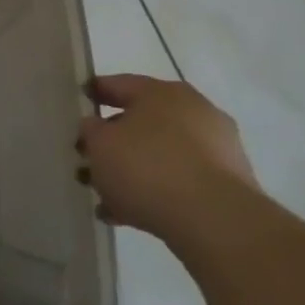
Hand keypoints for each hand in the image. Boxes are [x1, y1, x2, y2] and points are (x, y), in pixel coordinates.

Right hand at [78, 74, 262, 242]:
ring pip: (160, 153)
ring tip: (103, 194)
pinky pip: (178, 181)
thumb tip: (95, 127)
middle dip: (112, 140)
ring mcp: (216, 148)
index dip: (94, 92)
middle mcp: (194, 112)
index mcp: (162, 93)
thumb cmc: (147, 167)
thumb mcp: (99, 144)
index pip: (119, 84)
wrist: (214, 220)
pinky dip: (153, 191)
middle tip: (87, 156)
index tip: (78, 102)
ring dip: (131, 170)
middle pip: (141, 121)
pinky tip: (126, 214)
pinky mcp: (227, 184)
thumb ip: (90, 130)